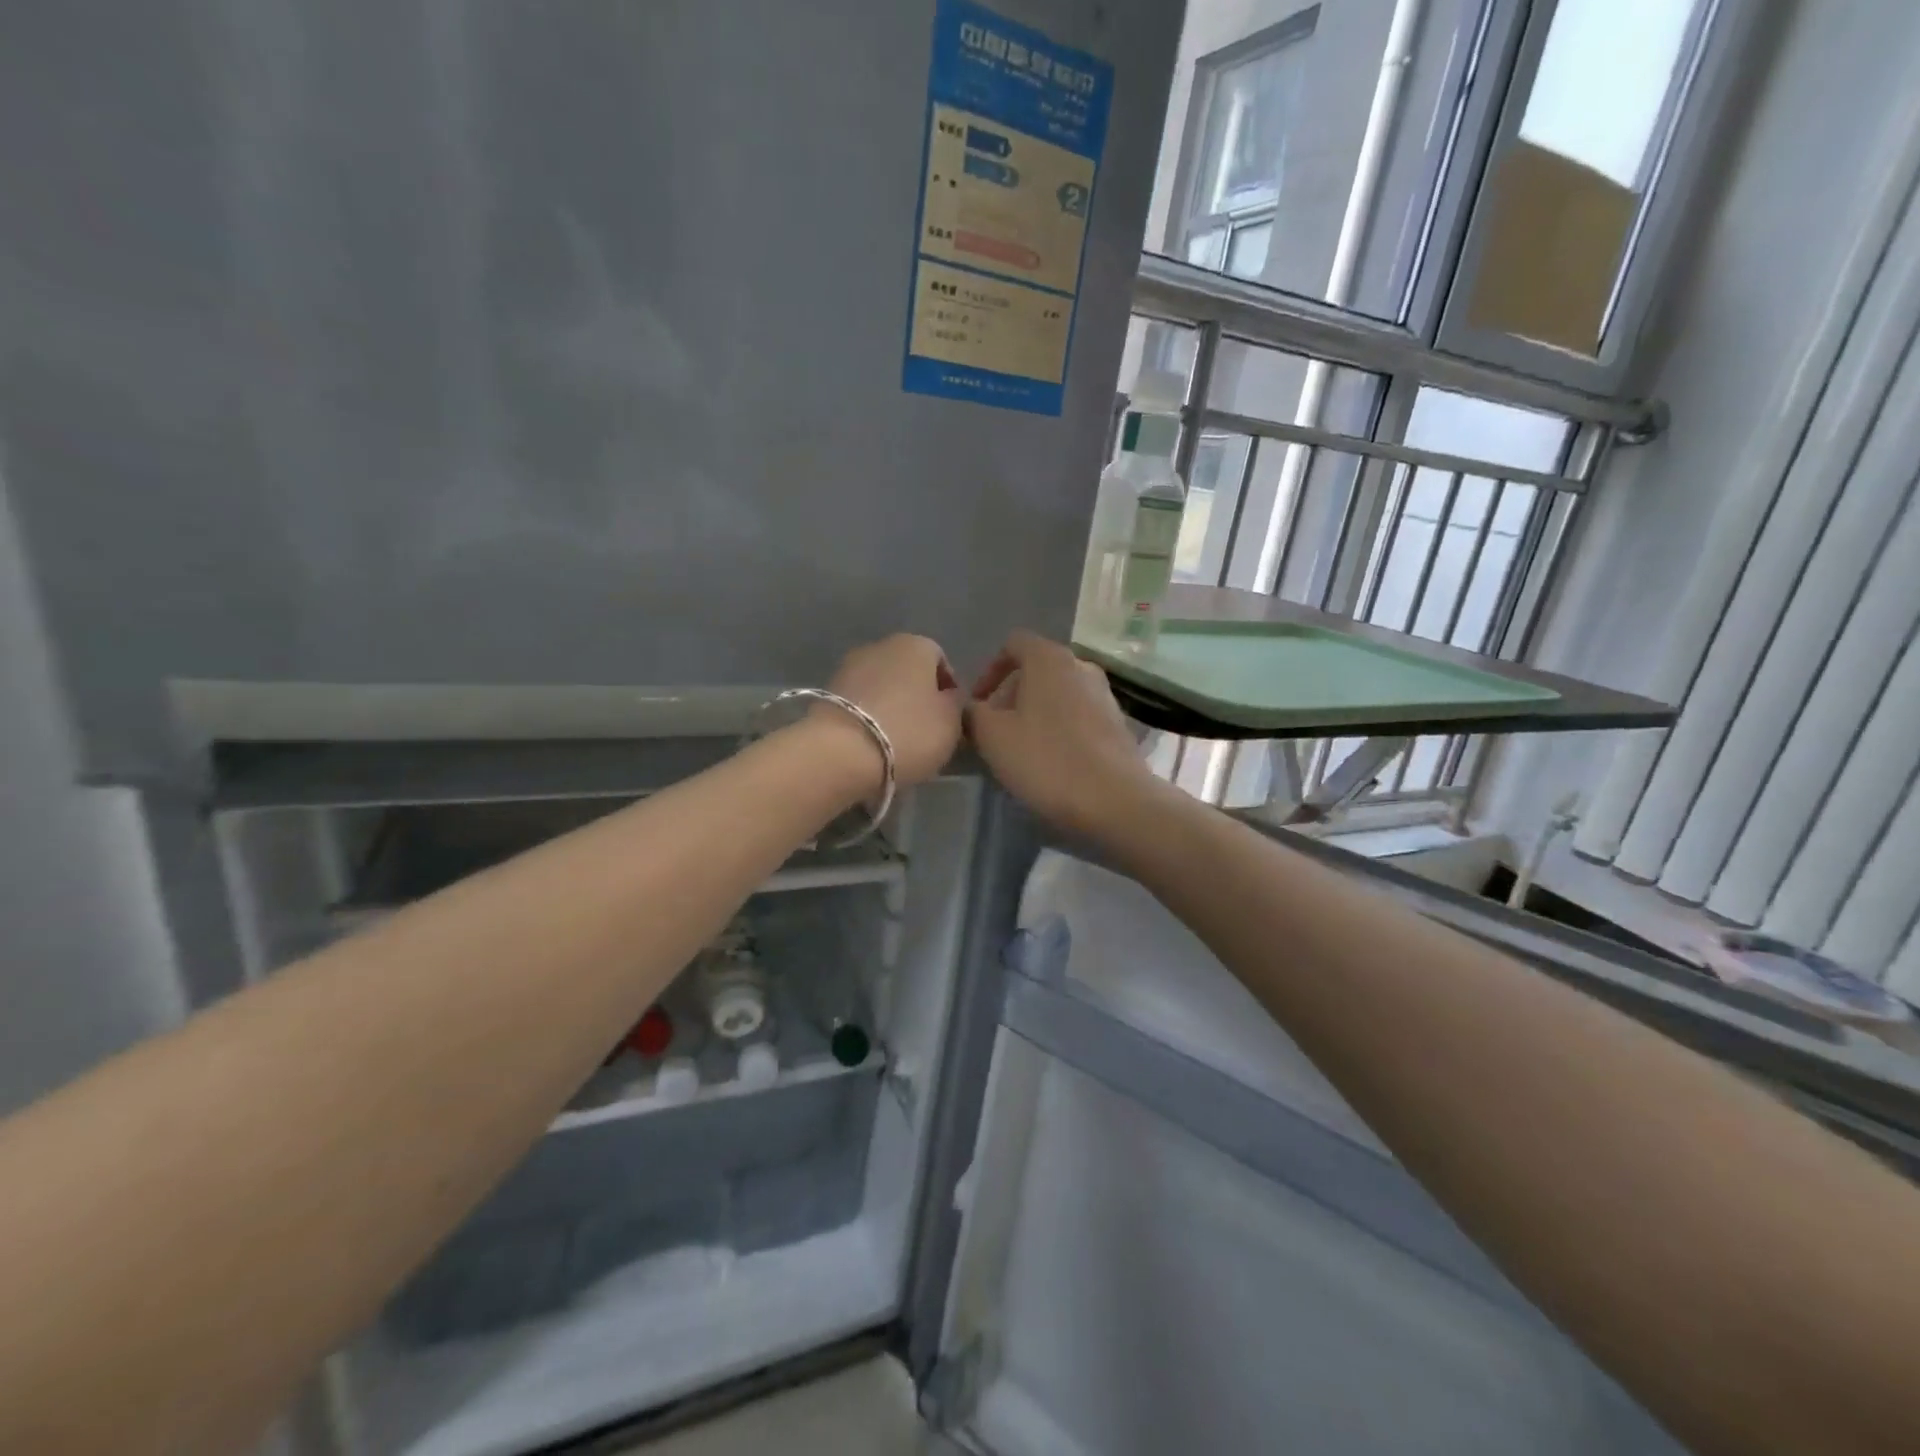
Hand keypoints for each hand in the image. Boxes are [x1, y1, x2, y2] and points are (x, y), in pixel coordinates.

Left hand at [824, 633, 963, 788]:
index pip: (940, 660)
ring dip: (890, 707)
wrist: (841, 753)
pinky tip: (871, 743)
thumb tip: (947, 696)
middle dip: (916, 697)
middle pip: (908, 672)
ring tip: (896, 741)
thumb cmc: (909, 732)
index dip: (948, 690)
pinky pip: (859, 704)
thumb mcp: (951, 721)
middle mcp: (880, 646)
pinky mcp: (826, 693)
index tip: (949, 719)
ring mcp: (848, 667)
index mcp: (915, 644)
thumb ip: (955, 703)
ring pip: (881, 687)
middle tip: (924, 731)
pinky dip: (868, 717)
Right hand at [965, 630, 1158, 840]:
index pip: (1013, 644)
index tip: (979, 704)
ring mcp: (1105, 695)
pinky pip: (1078, 716)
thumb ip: (973, 714)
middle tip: (995, 730)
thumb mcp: (992, 737)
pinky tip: (1052, 762)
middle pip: (1037, 670)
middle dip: (1011, 696)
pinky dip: (1059, 729)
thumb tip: (973, 708)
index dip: (989, 670)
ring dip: (1035, 714)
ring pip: (1059, 694)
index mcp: (1049, 659)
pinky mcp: (1118, 724)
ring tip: (1021, 749)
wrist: (1115, 800)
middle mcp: (1081, 666)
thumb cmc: (1046, 760)